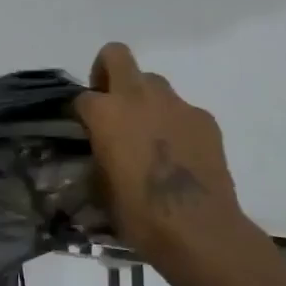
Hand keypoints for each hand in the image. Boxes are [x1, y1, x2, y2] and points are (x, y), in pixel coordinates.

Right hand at [75, 43, 269, 285]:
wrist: (199, 230)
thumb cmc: (139, 214)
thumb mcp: (100, 186)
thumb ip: (97, 155)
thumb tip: (99, 152)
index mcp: (105, 113)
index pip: (82, 97)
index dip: (81, 114)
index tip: (84, 131)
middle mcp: (138, 97)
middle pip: (116, 56)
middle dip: (107, 71)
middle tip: (110, 103)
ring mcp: (176, 104)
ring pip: (153, 83)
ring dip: (144, 99)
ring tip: (148, 134)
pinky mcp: (204, 119)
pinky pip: (181, 110)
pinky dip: (174, 123)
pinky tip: (178, 154)